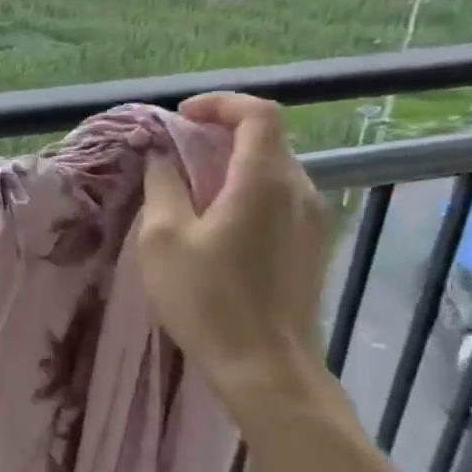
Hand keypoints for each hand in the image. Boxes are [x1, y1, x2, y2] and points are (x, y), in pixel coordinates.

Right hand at [138, 93, 330, 403]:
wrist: (265, 367)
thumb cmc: (207, 299)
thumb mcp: (164, 237)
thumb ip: (162, 184)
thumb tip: (159, 152)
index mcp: (265, 181)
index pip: (258, 112)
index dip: (219, 104)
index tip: (179, 118)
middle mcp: (300, 190)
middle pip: (267, 138)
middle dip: (219, 133)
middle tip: (174, 151)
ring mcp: (312, 220)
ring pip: (273, 168)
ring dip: (232, 163)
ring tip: (190, 186)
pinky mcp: (311, 245)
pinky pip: (279, 197)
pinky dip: (246, 189)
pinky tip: (216, 221)